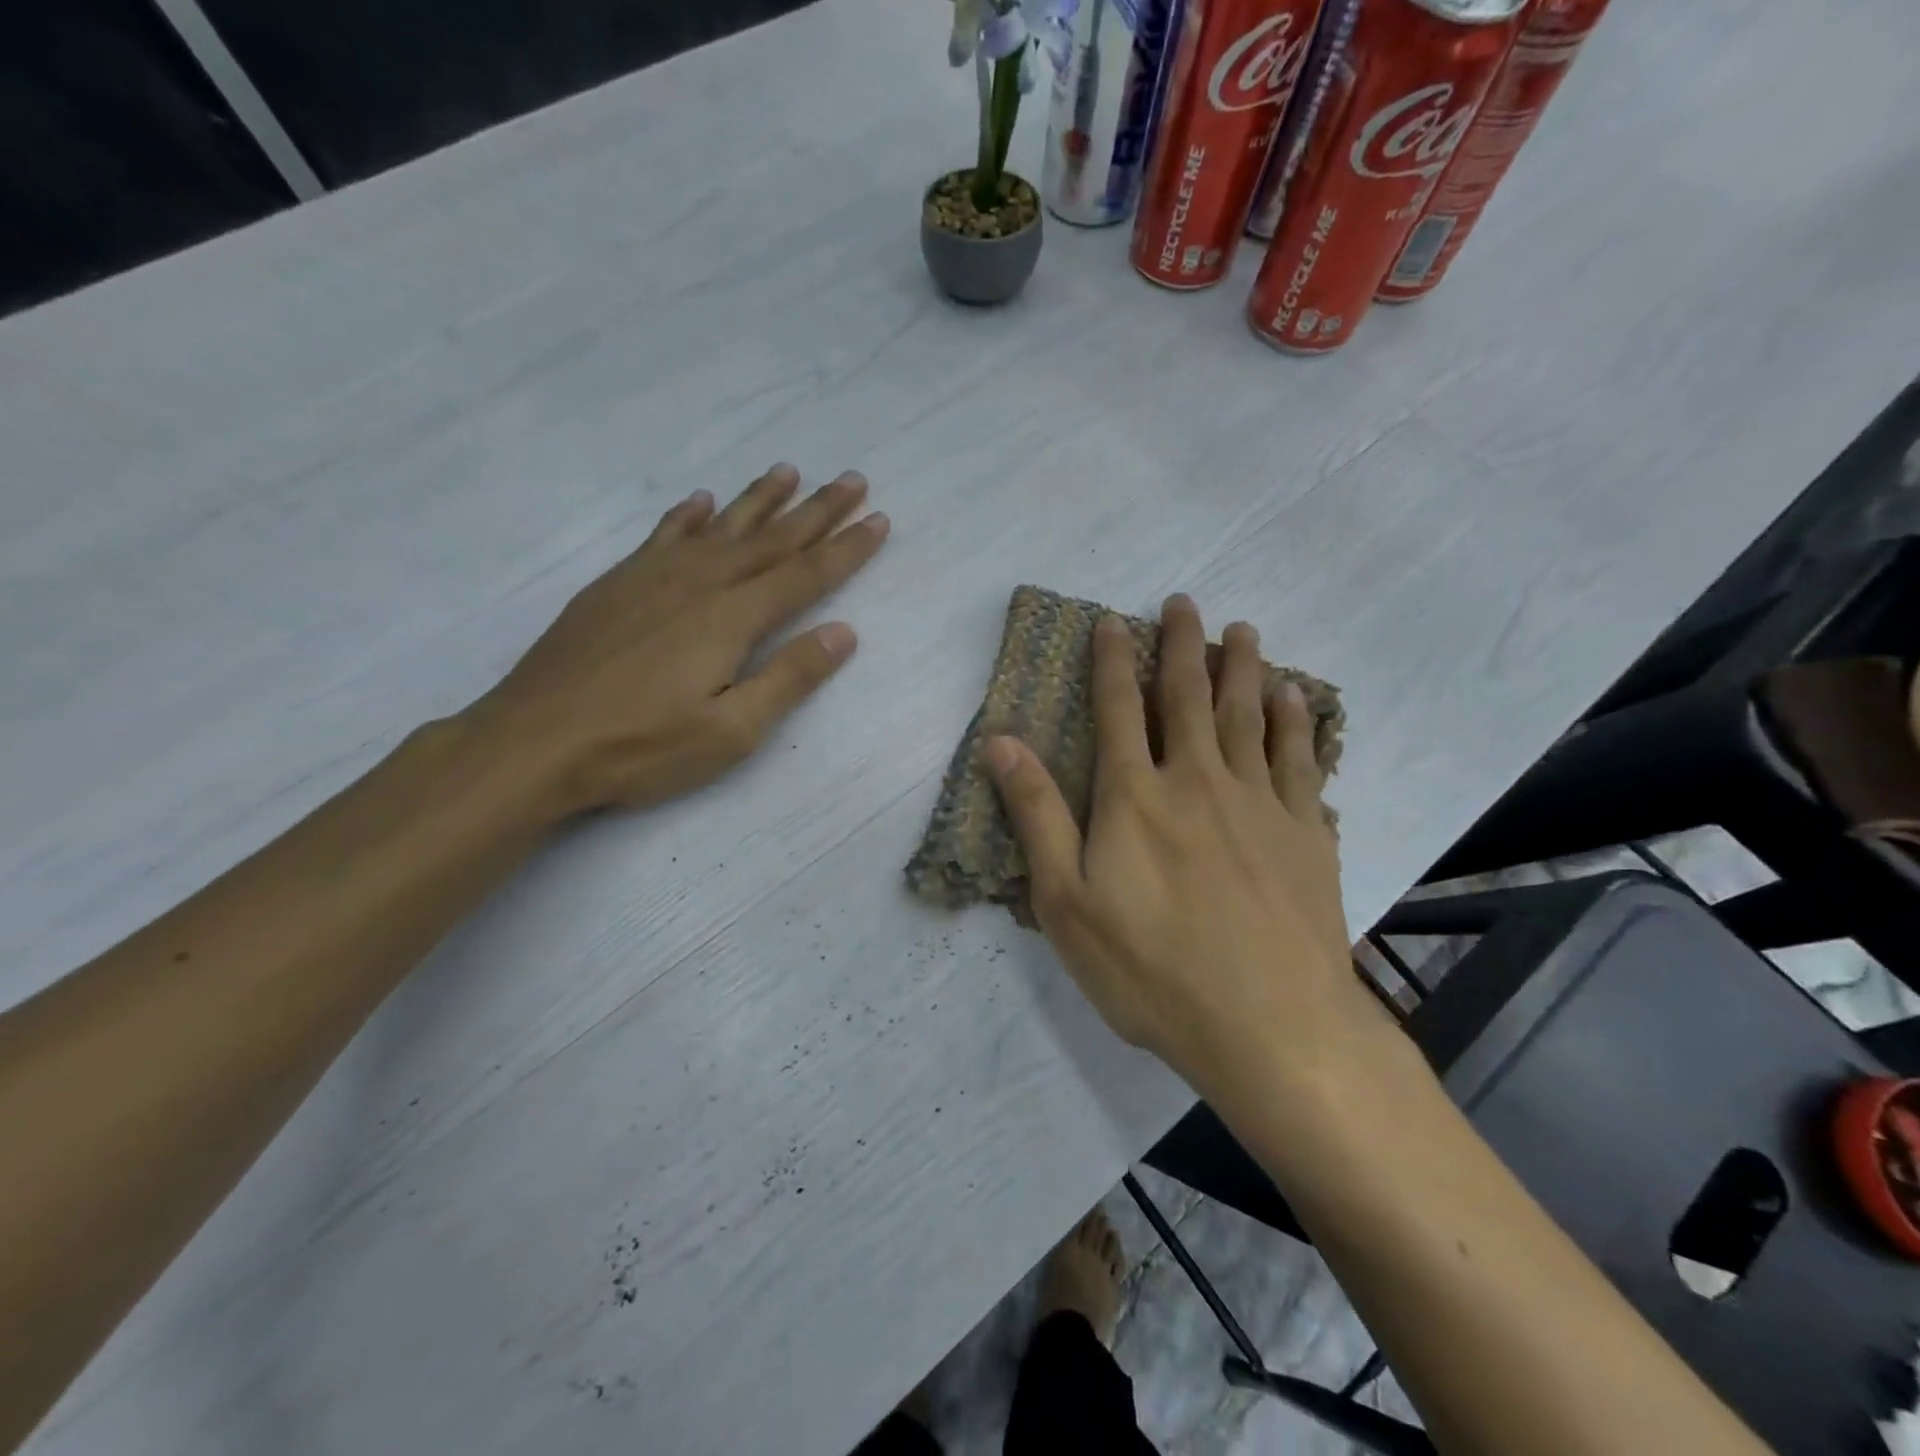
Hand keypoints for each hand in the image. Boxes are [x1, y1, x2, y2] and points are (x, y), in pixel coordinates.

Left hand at [467, 464, 888, 813]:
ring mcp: (652, 578)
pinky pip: (662, 535)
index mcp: (731, 618)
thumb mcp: (731, 731)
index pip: (805, 575)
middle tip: (852, 480)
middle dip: (817, 511)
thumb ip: (789, 677)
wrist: (533, 743)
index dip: (846, 548)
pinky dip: (688, 516)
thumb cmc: (641, 747)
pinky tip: (700, 502)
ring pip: (720, 527)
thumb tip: (843, 632)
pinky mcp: (616, 586)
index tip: (878, 520)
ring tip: (789, 472)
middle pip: (771, 539)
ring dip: (759, 500)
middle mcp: (698, 583)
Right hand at [984, 595, 1382, 1105]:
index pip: (1118, 709)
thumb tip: (1001, 741)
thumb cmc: (1152, 969)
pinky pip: (1300, 759)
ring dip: (1242, 667)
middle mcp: (1198, 780)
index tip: (1111, 621)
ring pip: (1248, 716)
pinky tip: (1293, 697)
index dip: (1111, 661)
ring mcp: (1260, 803)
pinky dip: (1294, 721)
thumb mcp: (1066, 901)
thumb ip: (1037, 814)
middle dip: (1182, 644)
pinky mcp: (1306, 832)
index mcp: (1135, 795)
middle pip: (1188, 696)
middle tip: (1184, 602)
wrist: (1270, 1026)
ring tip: (1242, 630)